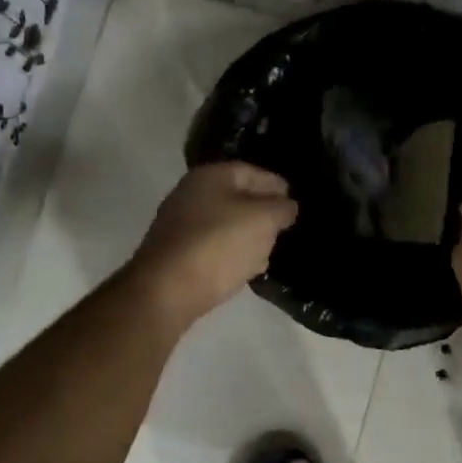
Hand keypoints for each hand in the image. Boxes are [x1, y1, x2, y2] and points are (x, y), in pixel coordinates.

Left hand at [127, 163, 298, 331]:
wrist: (166, 291)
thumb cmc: (219, 244)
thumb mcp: (263, 221)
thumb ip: (281, 208)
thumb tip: (287, 206)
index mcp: (211, 175)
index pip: (253, 171)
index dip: (277, 185)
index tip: (295, 202)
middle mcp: (191, 193)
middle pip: (237, 197)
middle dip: (262, 211)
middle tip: (284, 228)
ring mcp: (180, 224)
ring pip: (225, 223)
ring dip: (247, 235)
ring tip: (270, 250)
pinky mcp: (176, 253)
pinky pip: (213, 246)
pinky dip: (231, 253)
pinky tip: (246, 267)